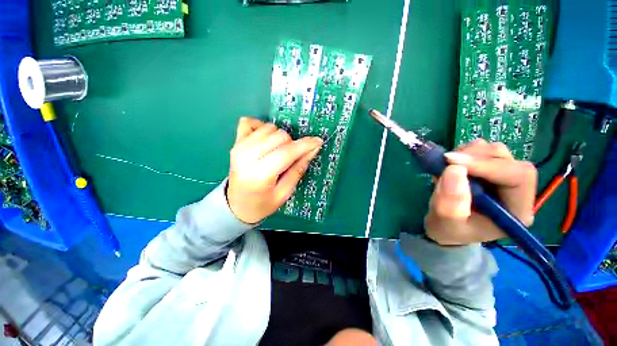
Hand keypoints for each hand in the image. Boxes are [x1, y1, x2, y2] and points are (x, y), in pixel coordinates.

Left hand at [226, 117, 322, 223]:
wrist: (237, 205)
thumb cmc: (263, 204)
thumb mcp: (285, 193)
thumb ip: (298, 169)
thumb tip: (313, 149)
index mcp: (260, 175)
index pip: (287, 152)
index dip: (305, 145)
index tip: (318, 141)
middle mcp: (247, 157)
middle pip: (279, 136)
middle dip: (292, 144)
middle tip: (291, 157)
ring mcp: (238, 147)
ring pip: (269, 128)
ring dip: (279, 137)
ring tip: (278, 151)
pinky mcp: (235, 142)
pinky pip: (250, 122)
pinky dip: (261, 127)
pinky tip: (266, 140)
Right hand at [424, 139, 536, 244]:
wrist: (445, 227)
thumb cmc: (449, 230)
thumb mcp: (446, 222)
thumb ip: (451, 202)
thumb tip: (454, 169)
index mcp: (516, 210)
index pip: (518, 177)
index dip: (487, 165)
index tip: (452, 162)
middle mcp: (517, 191)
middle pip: (507, 160)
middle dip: (475, 157)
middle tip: (446, 161)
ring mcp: (504, 178)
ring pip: (495, 152)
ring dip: (468, 153)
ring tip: (446, 165)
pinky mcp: (491, 170)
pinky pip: (483, 150)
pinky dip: (465, 152)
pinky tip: (452, 164)